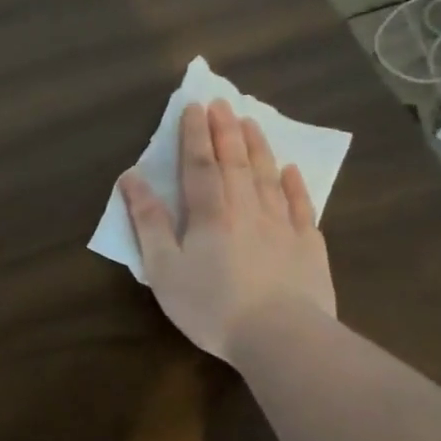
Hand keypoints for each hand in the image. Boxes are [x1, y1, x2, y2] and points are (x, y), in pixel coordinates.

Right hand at [120, 100, 335, 361]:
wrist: (280, 337)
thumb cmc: (210, 305)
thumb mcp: (163, 268)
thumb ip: (148, 221)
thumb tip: (132, 178)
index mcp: (209, 215)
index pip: (199, 165)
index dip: (195, 135)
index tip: (194, 107)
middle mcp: (247, 209)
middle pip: (236, 162)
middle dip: (226, 130)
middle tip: (222, 102)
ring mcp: (282, 225)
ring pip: (268, 176)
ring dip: (258, 147)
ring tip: (252, 122)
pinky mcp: (308, 245)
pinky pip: (301, 205)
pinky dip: (295, 184)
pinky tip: (291, 170)